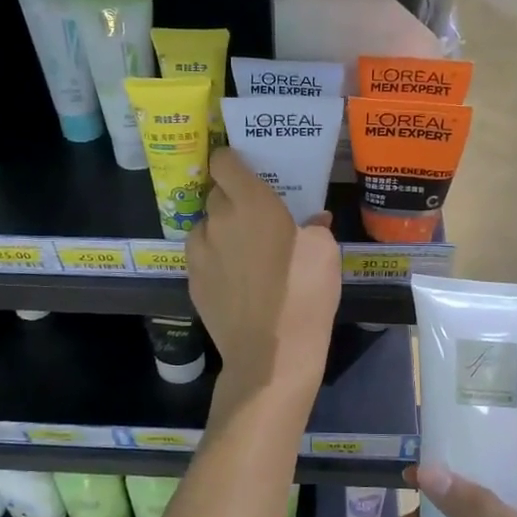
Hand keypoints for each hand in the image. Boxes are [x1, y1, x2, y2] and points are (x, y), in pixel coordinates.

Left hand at [187, 148, 339, 396]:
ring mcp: (199, 252)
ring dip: (220, 229)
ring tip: (243, 250)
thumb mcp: (325, 254)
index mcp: (251, 203)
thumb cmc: (304, 295)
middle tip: (256, 216)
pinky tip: (234, 278)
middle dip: (233, 199)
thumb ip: (314, 227)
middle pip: (216, 194)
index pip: (224, 162)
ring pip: (205, 225)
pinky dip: (214, 257)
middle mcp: (218, 220)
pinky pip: (201, 255)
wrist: (271, 355)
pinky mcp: (191, 281)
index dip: (233, 161)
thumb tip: (312, 221)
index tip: (246, 170)